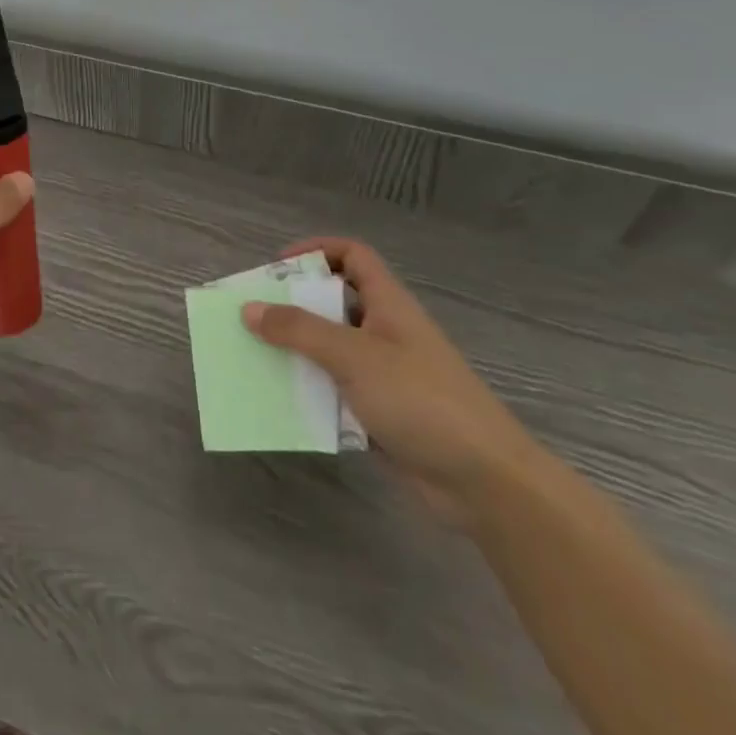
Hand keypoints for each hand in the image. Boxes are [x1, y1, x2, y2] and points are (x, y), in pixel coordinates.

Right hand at [242, 237, 538, 522]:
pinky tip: (282, 402)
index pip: (353, 256)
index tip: (278, 267)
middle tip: (252, 315)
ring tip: (254, 357)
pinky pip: (335, 391)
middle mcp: (385, 333)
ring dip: (296, 352)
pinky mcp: (381, 414)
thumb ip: (299, 330)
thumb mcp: (354, 356)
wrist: (487, 484)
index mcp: (388, 305)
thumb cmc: (423, 401)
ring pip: (330, 350)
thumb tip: (248, 309)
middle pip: (333, 303)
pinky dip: (310, 392)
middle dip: (292, 305)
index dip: (317, 251)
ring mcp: (384, 375)